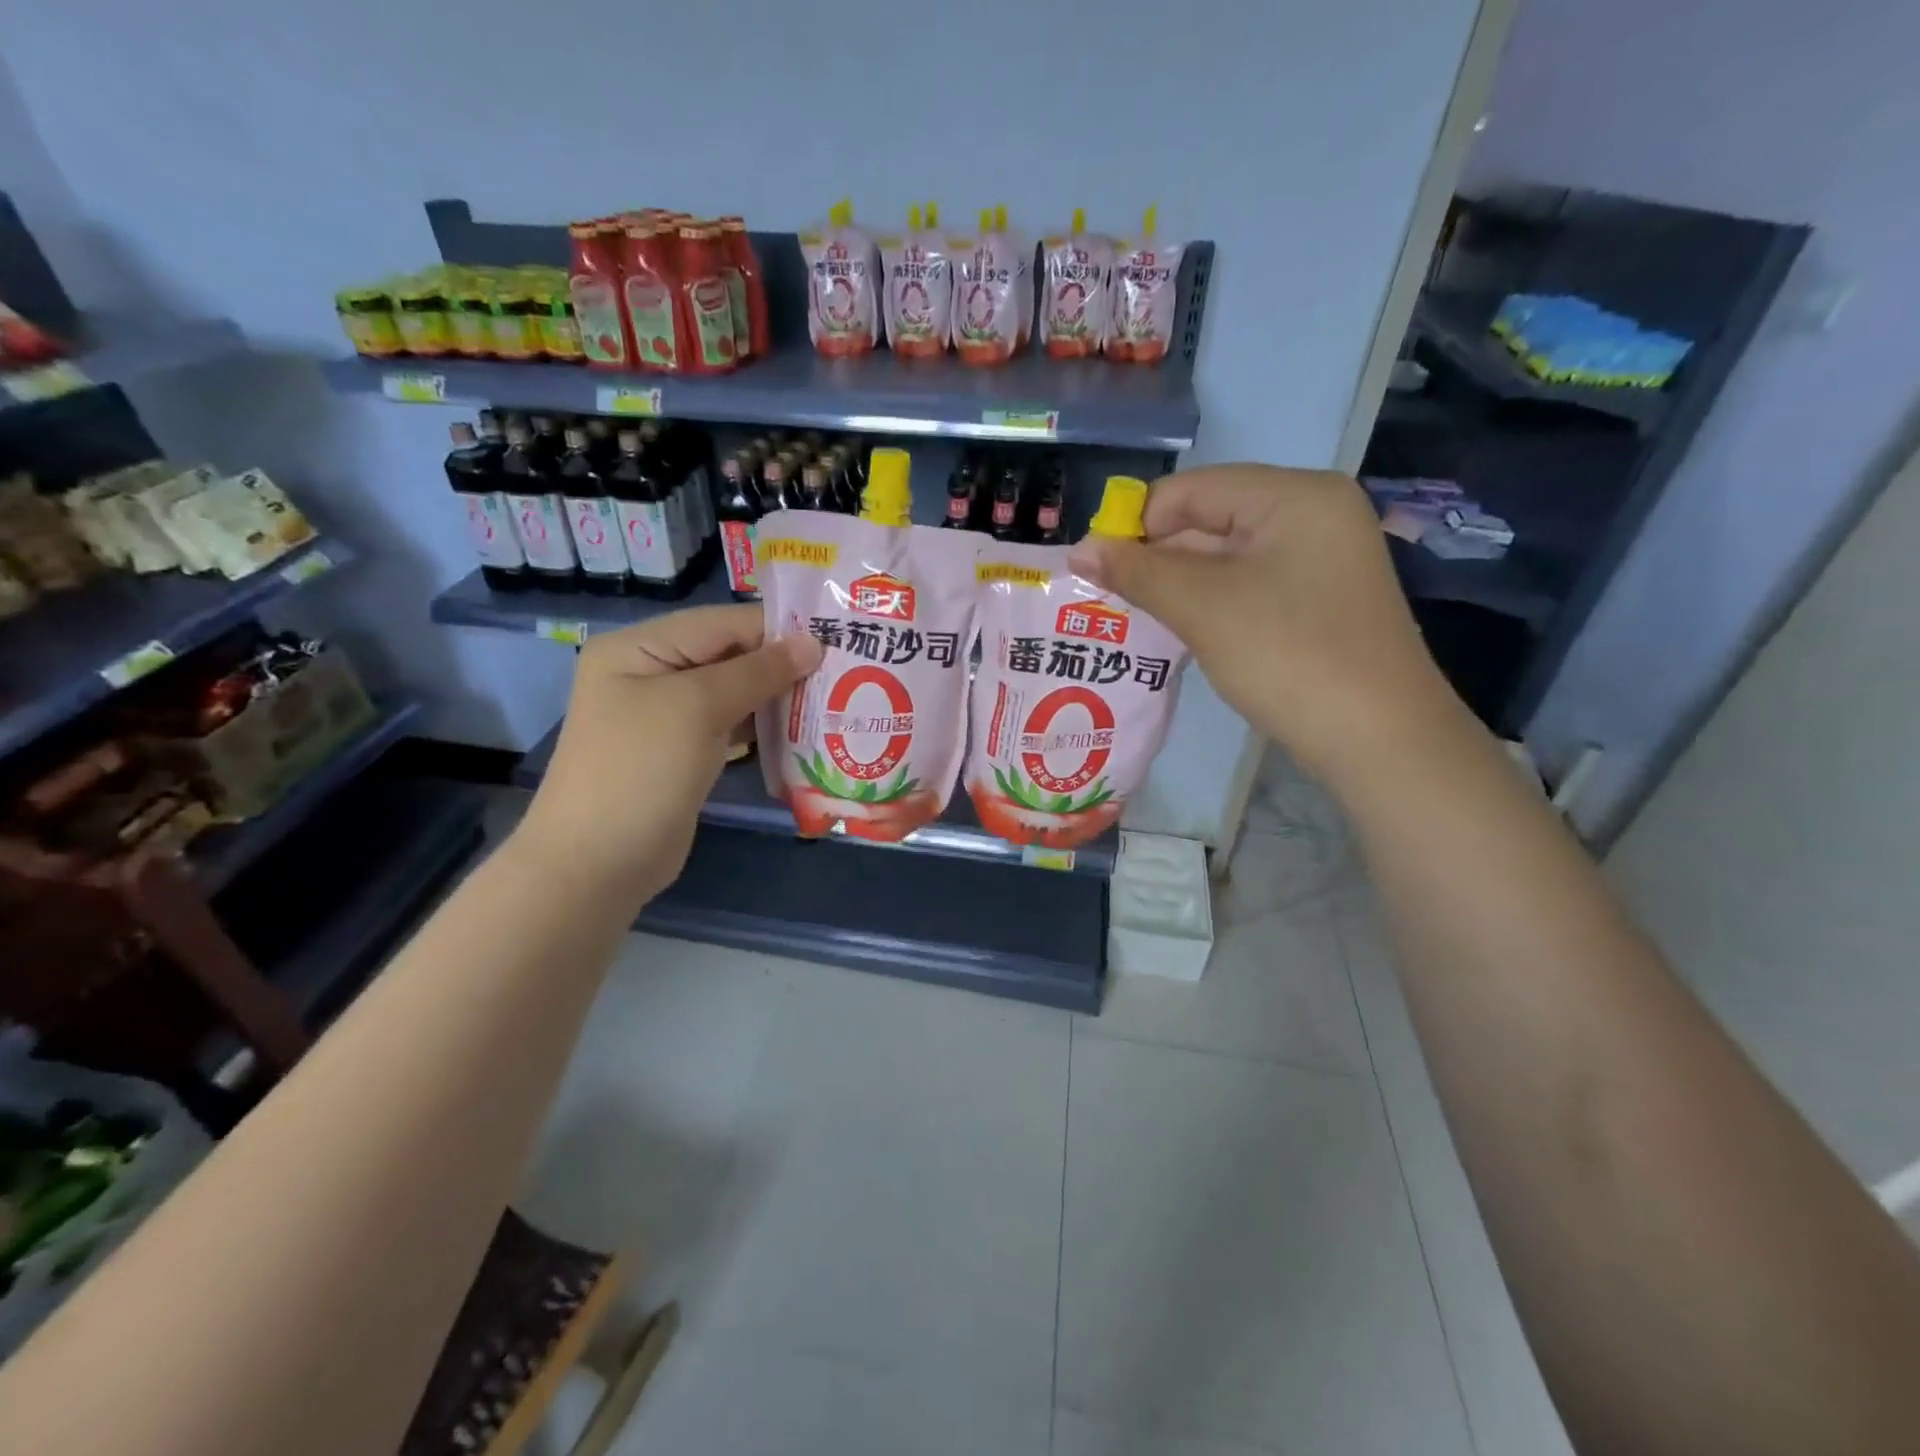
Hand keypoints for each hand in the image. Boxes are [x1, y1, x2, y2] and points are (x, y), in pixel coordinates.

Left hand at [509, 605, 821, 905]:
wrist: (598, 864)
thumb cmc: (642, 771)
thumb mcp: (698, 708)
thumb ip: (757, 671)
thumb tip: (813, 643)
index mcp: (640, 647)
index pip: (721, 623)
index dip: (777, 628)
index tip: (836, 637)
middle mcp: (651, 673)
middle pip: (729, 655)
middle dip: (782, 663)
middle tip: (844, 671)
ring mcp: (666, 715)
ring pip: (734, 691)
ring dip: (778, 695)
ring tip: (833, 697)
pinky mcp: (683, 751)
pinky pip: (730, 725)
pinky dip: (764, 725)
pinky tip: (803, 729)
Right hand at [1067, 464, 1462, 781]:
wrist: (1378, 738)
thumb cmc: (1288, 655)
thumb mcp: (1203, 608)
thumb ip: (1137, 572)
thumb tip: (1078, 549)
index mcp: (1294, 495)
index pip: (1192, 490)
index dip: (1136, 525)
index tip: (1095, 571)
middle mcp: (1313, 514)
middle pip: (1210, 519)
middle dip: (1156, 558)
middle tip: (1108, 600)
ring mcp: (1321, 558)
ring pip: (1227, 557)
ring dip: (1179, 585)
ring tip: (1134, 618)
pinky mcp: (1318, 599)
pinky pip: (1249, 585)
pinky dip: (1210, 603)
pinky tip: (1181, 630)